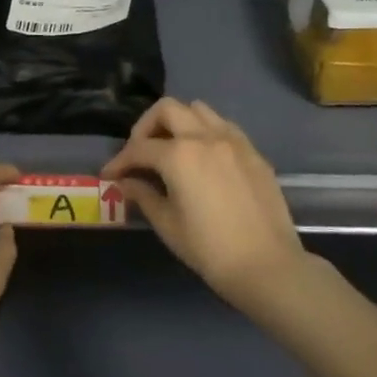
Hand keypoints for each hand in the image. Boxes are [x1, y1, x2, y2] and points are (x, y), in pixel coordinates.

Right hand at [102, 98, 310, 314]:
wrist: (267, 266)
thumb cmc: (210, 250)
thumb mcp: (168, 225)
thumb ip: (144, 196)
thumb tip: (126, 183)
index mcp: (179, 155)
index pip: (139, 148)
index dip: (119, 161)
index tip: (109, 174)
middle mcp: (205, 136)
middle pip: (167, 109)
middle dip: (146, 127)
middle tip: (139, 153)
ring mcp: (233, 140)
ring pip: (198, 110)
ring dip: (178, 122)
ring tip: (171, 148)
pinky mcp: (253, 152)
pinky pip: (223, 126)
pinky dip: (205, 131)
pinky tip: (202, 157)